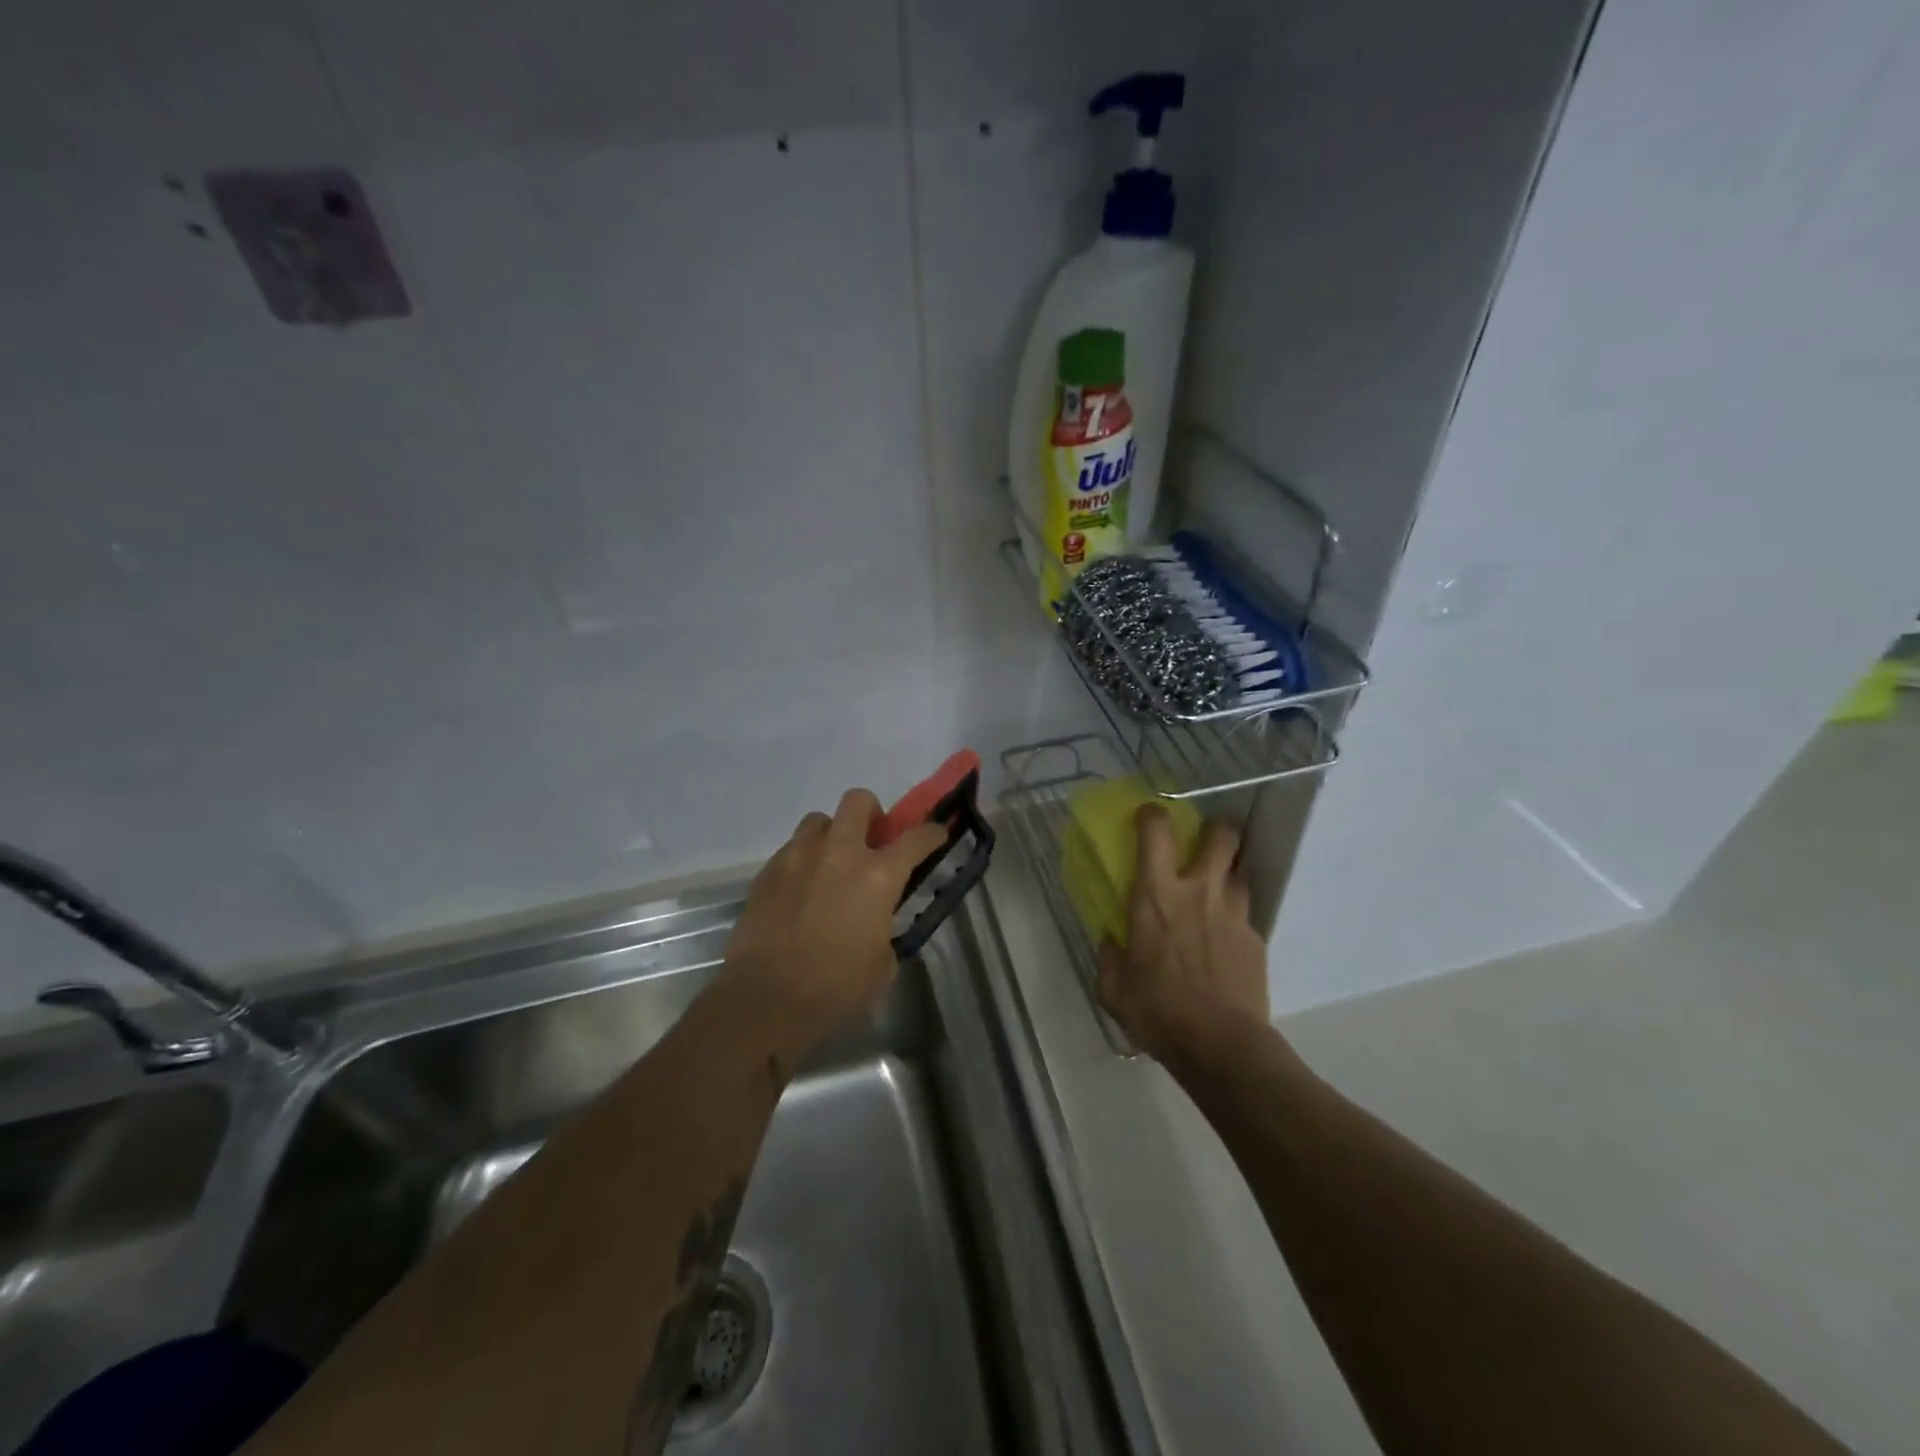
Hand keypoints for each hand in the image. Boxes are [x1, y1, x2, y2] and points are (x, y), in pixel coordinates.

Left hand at [720, 788, 948, 1063]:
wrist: (764, 998)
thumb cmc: (833, 987)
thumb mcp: (881, 965)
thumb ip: (885, 931)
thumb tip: (877, 925)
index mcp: (877, 876)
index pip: (915, 838)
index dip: (931, 832)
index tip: (935, 834)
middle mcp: (840, 853)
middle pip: (858, 802)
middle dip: (871, 813)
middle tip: (872, 841)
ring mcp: (799, 857)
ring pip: (819, 820)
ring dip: (832, 834)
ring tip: (831, 864)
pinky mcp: (767, 871)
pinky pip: (792, 849)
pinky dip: (804, 860)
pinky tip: (802, 890)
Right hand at [1097, 806, 1269, 1063]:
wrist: (1221, 1045)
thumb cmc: (1158, 1011)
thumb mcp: (1114, 988)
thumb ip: (1110, 956)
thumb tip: (1111, 939)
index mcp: (1156, 895)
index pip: (1156, 831)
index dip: (1152, 814)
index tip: (1147, 817)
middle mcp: (1199, 891)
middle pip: (1222, 834)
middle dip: (1215, 829)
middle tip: (1203, 842)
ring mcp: (1233, 912)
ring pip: (1240, 869)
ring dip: (1228, 872)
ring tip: (1215, 891)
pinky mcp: (1256, 938)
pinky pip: (1246, 913)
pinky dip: (1234, 916)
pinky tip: (1225, 941)